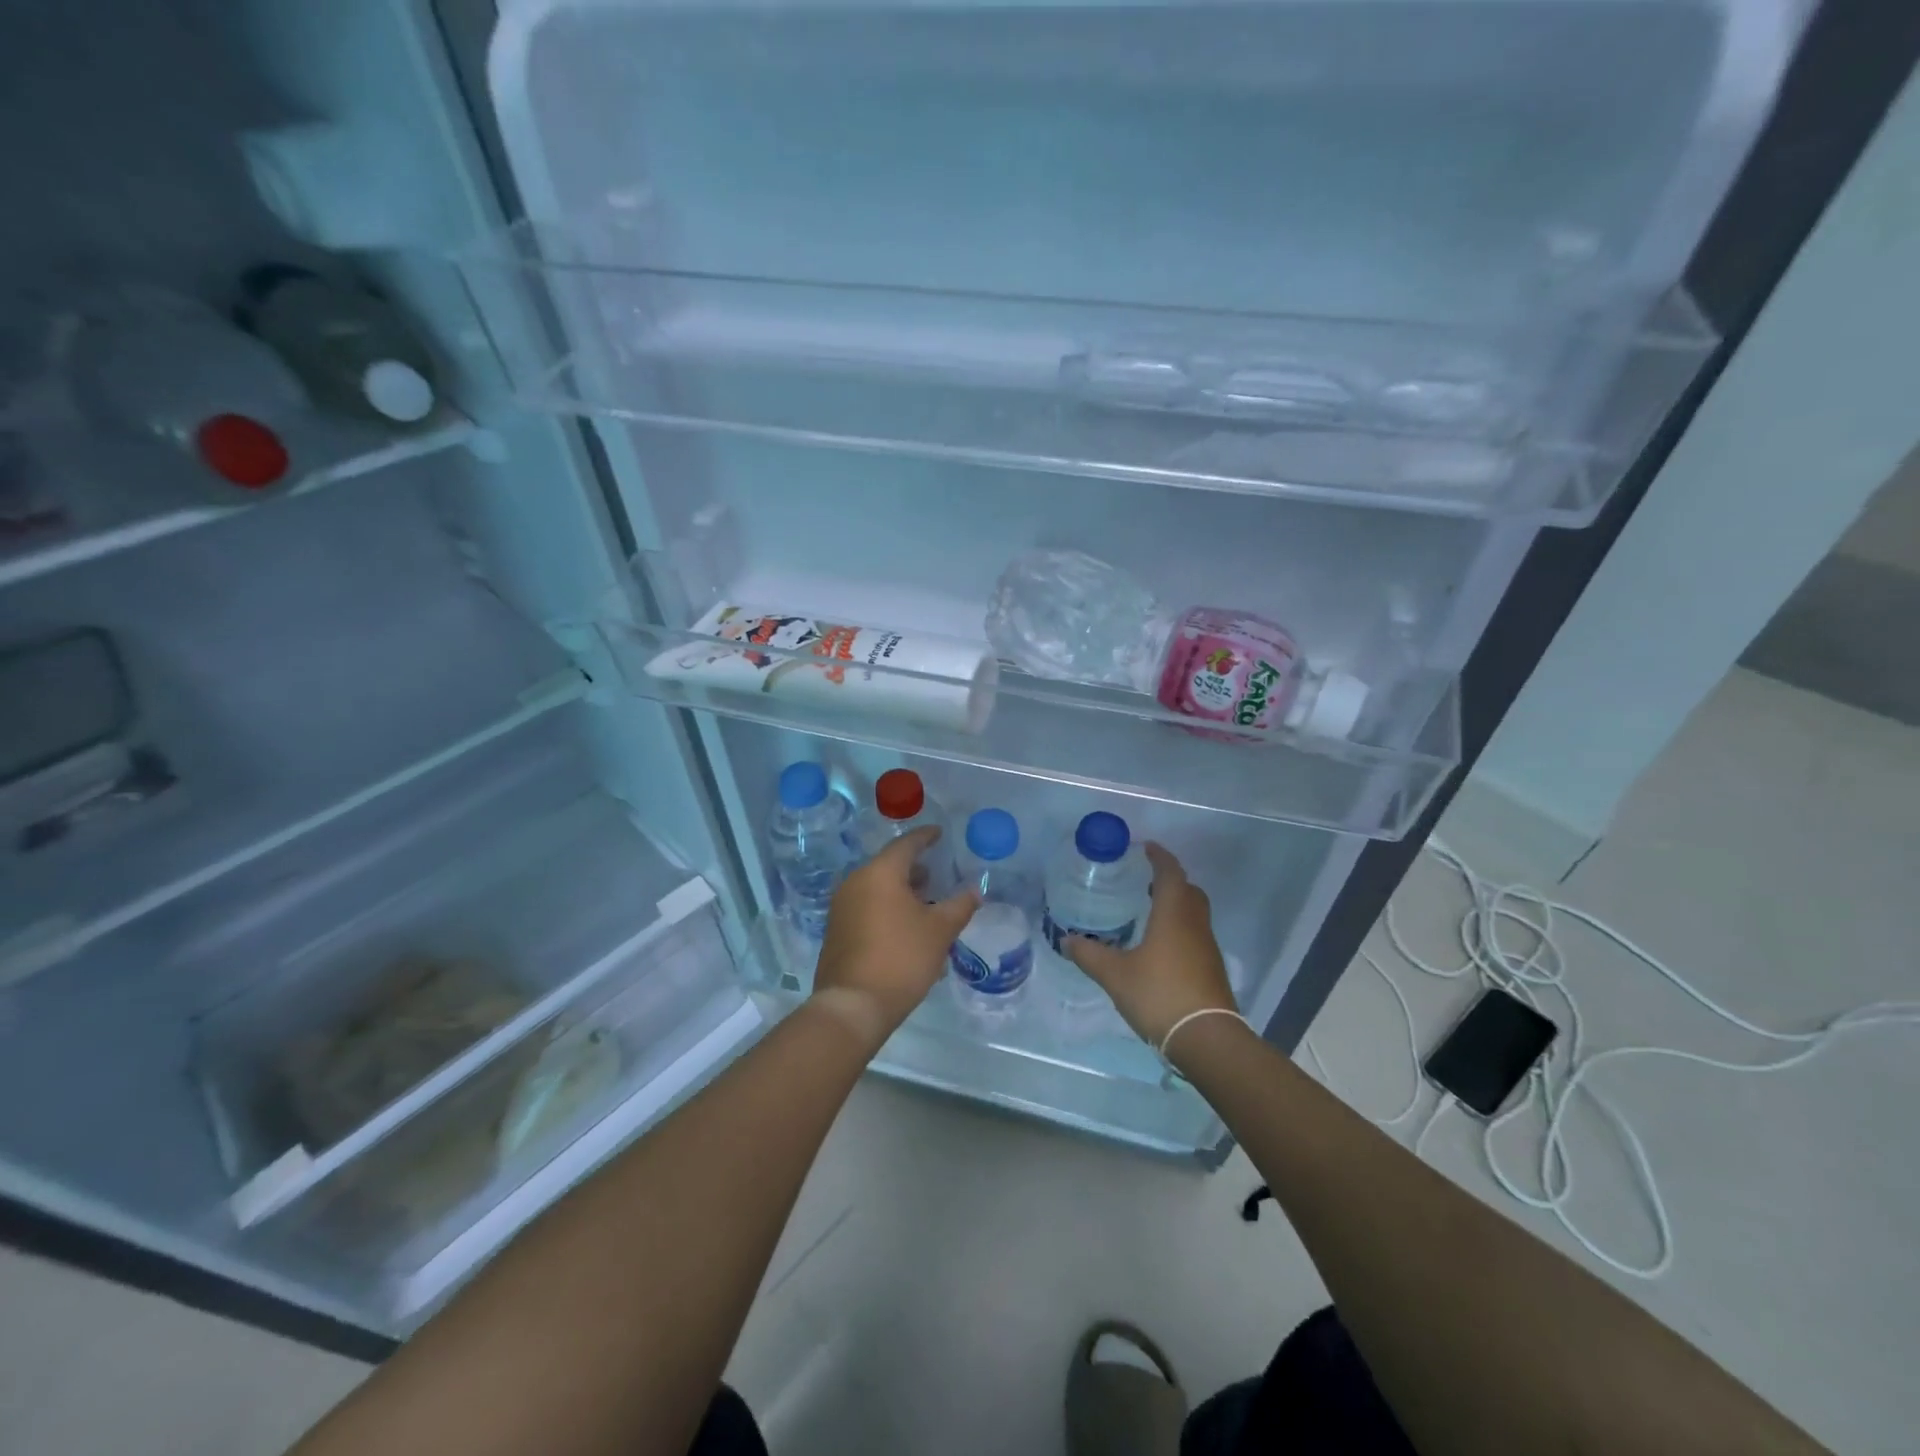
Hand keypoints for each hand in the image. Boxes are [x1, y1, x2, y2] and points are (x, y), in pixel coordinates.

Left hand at [814, 826, 978, 1045]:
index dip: (926, 837)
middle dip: (914, 867)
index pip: (906, 844)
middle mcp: (855, 882)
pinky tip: (905, 924)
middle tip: (937, 872)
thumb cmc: (901, 958)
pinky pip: (866, 905)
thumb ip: (960, 905)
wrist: (853, 1005)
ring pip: (877, 886)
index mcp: (880, 873)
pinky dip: (887, 906)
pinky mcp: (837, 929)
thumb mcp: (940, 931)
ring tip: (926, 900)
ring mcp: (842, 906)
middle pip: (889, 865)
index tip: (940, 834)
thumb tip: (975, 890)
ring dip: (901, 889)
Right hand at [1064, 842, 1236, 1047]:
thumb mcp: (1115, 975)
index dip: (1159, 857)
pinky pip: (1195, 935)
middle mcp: (1195, 924)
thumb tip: (1066, 940)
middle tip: (1144, 880)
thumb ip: (1090, 955)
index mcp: (1173, 913)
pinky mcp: (1211, 969)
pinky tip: (1159, 946)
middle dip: (1169, 880)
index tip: (1145, 847)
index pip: (1170, 872)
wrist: (1207, 1039)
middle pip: (1188, 890)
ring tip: (1148, 911)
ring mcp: (1207, 947)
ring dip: (1176, 905)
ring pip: (1194, 913)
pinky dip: (1180, 928)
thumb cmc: (1160, 994)